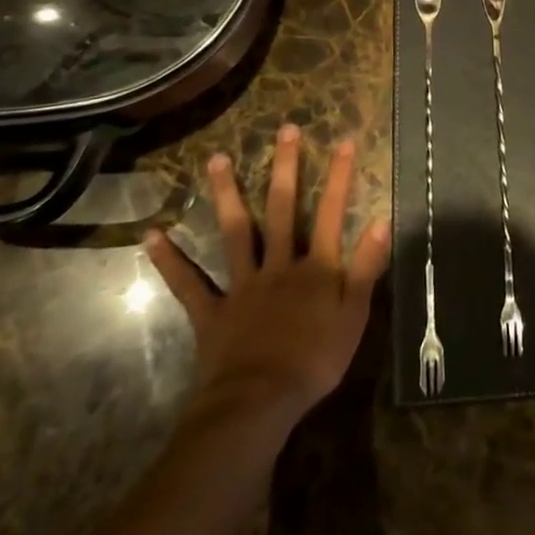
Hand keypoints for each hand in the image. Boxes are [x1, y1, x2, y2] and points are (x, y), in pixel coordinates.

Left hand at [146, 123, 389, 424]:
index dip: (340, 176)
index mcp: (316, 267)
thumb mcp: (354, 317)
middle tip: (284, 129)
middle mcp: (279, 264)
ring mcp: (242, 285)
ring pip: (236, 232)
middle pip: (284, 208)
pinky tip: (152, 235)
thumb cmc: (314, 362)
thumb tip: (381, 219)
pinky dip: (170, 260)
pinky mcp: (212, 311)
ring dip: (226, 194)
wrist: (258, 405)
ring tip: (216, 159)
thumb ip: (366, 267)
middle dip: (286, 167)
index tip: (344, 139)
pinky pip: (189, 283)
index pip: (333, 212)